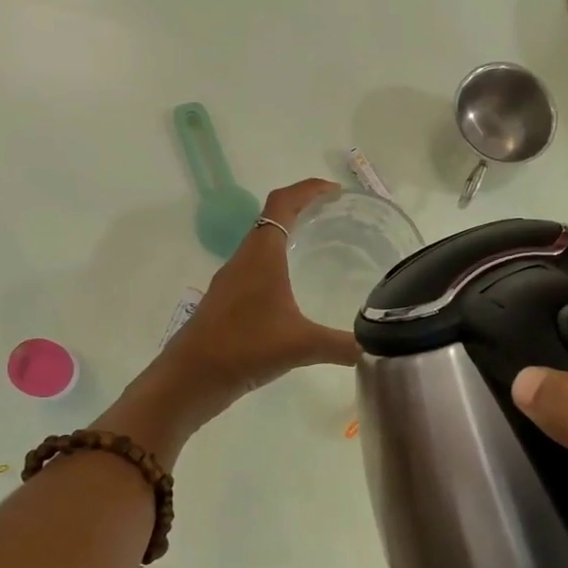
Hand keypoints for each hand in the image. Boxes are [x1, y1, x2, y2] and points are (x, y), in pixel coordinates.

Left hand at [159, 179, 360, 406]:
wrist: (191, 377)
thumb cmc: (245, 347)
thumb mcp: (302, 345)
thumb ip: (342, 345)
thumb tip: (376, 348)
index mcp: (262, 254)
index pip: (283, 202)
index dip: (309, 189)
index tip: (336, 192)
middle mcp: (244, 260)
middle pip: (272, 219)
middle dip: (303, 212)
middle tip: (336, 220)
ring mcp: (231, 282)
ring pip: (261, 247)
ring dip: (288, 240)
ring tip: (320, 252)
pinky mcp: (226, 303)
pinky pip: (255, 271)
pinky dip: (277, 268)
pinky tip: (294, 294)